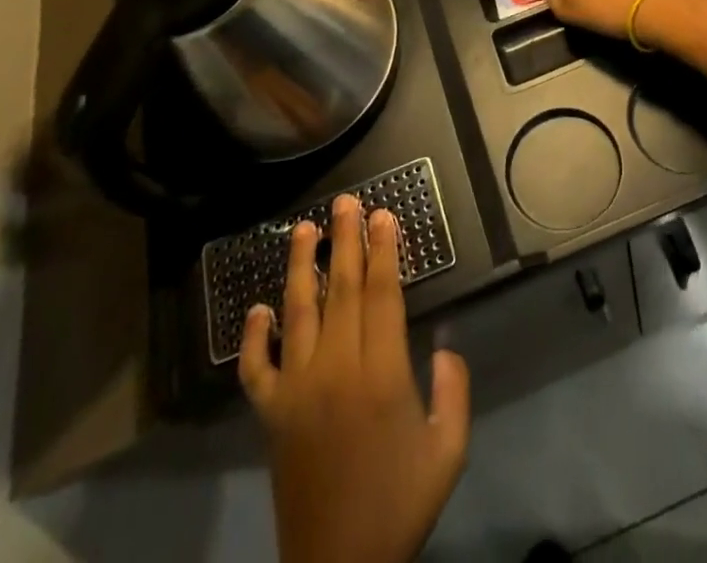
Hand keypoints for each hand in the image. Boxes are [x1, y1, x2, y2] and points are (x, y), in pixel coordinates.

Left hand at [239, 194, 469, 562]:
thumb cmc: (400, 505)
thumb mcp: (448, 450)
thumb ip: (453, 389)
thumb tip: (444, 345)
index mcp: (382, 374)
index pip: (381, 294)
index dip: (384, 251)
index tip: (384, 214)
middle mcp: (336, 369)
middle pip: (342, 289)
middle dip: (346, 240)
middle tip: (347, 200)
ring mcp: (297, 391)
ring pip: (299, 313)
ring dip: (302, 266)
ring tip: (305, 228)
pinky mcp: (271, 416)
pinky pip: (256, 369)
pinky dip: (253, 338)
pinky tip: (257, 309)